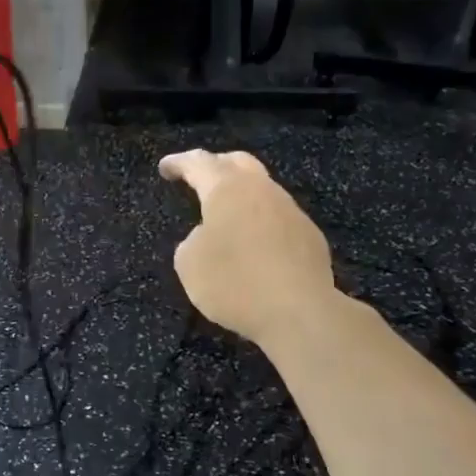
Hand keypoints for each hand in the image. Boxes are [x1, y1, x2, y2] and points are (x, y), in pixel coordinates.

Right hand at [159, 149, 338, 346]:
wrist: (300, 312)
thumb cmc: (234, 282)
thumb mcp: (189, 263)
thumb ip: (192, 240)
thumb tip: (209, 235)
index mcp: (228, 190)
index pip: (199, 163)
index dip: (179, 163)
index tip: (165, 167)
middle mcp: (262, 190)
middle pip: (238, 163)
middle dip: (216, 165)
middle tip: (199, 177)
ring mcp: (291, 212)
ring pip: (262, 190)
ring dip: (241, 196)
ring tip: (226, 215)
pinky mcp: (310, 236)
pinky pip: (278, 219)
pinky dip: (260, 222)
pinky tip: (254, 245)